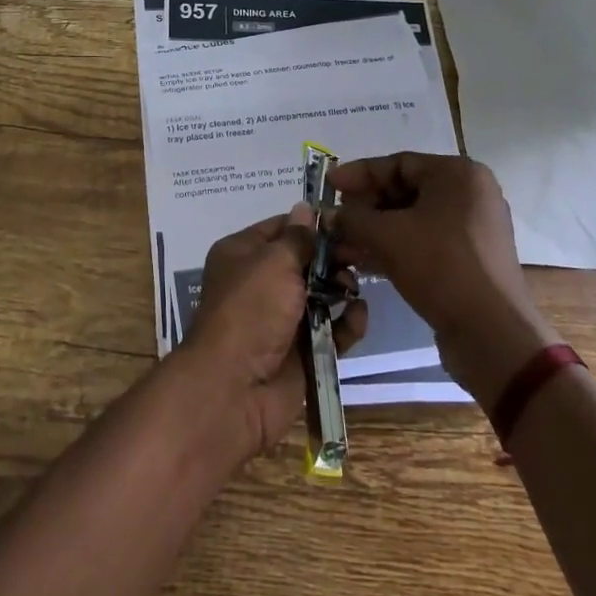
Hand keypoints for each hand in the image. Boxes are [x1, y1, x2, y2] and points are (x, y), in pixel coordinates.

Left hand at [178, 206, 367, 461]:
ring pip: (321, 295)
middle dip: (333, 258)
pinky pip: (331, 329)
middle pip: (305, 261)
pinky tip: (359, 316)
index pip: (282, 228)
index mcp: (243, 254)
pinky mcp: (302, 350)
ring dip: (342, 289)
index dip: (312, 225)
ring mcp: (281, 318)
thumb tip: (306, 208)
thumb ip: (297, 238)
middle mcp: (260, 282)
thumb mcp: (273, 262)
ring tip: (354, 290)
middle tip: (359, 256)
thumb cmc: (250, 310)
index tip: (346, 223)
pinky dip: (347, 323)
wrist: (235, 387)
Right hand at [330, 153, 560, 406]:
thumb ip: (351, 218)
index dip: (358, 174)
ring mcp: (472, 229)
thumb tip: (326, 215)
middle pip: (405, 190)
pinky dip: (394, 247)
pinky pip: (424, 241)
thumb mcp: (387, 236)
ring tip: (341, 244)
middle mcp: (470, 194)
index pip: (398, 163)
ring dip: (374, 230)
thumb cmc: (440, 266)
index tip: (328, 185)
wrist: (491, 333)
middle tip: (334, 219)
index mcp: (458, 175)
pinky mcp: (469, 259)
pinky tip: (364, 262)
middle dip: (365, 207)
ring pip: (412, 219)